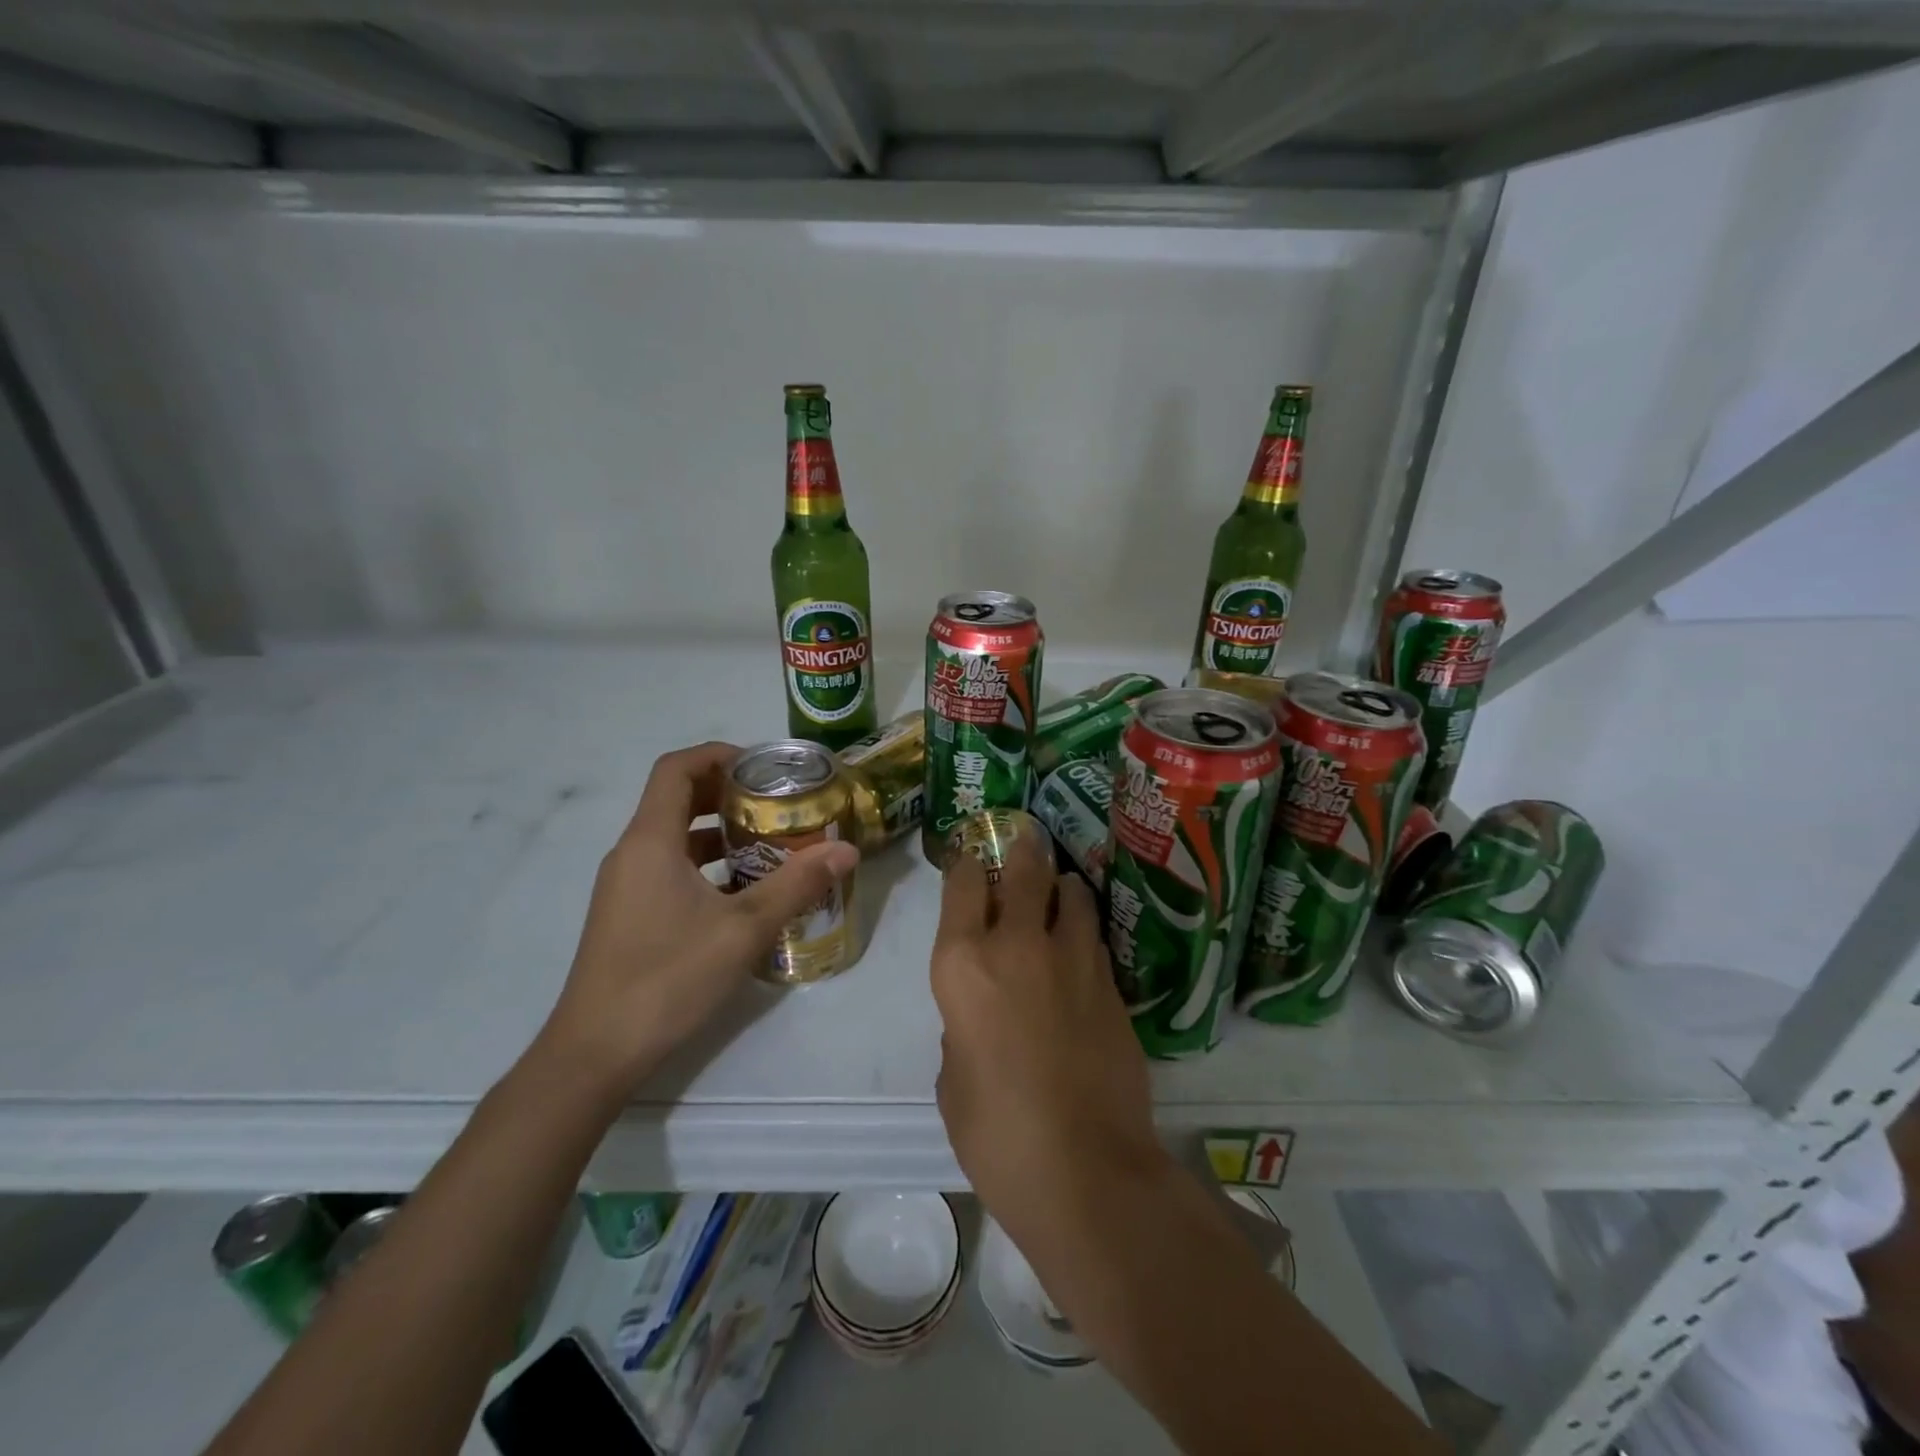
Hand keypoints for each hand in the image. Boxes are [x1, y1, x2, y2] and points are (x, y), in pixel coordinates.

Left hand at [539, 741, 859, 1092]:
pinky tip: (743, 891)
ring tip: (770, 841)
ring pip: (675, 836)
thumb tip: (846, 849)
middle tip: (777, 801)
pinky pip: (670, 867)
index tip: (763, 766)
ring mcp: (626, 886)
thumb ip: (797, 884)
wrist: (596, 1053)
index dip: (718, 755)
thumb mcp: (743, 928)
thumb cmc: (667, 978)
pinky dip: (707, 864)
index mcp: (651, 841)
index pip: (676, 768)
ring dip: (720, 831)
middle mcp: (632, 853)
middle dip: (727, 792)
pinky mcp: (629, 913)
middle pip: (677, 798)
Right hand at [930, 832, 1161, 1241]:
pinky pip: (1095, 937)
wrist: (1085, 1170)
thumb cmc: (996, 1134)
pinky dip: (1085, 930)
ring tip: (1060, 890)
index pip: (963, 884)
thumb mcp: (953, 1078)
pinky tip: (1082, 944)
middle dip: (1022, 850)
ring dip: (1062, 886)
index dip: (967, 863)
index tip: (972, 858)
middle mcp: (1017, 944)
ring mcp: (1072, 959)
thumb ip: (963, 1026)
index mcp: (962, 964)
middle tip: (1024, 843)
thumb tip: (982, 1014)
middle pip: (1024, 869)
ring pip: (1072, 893)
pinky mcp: (1112, 982)